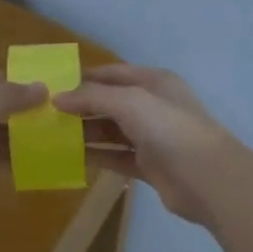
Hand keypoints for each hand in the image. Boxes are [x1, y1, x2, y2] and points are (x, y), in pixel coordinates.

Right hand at [55, 65, 245, 226]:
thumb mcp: (130, 102)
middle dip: (80, 106)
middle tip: (44, 114)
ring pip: (111, 131)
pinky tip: (70, 158)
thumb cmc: (170, 129)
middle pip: (110, 102)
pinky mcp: (149, 166)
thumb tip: (57, 97)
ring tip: (51, 136)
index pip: (112, 73)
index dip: (83, 77)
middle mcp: (153, 106)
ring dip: (85, 133)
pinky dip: (96, 156)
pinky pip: (117, 157)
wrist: (208, 178)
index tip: (51, 85)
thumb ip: (92, 97)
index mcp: (154, 82)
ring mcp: (152, 137)